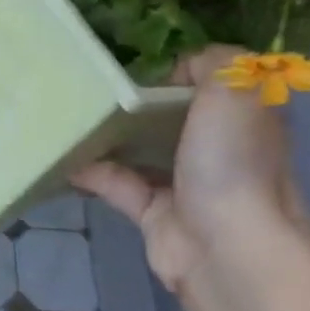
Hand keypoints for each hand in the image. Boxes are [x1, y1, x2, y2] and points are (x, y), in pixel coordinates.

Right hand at [75, 46, 309, 294]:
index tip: (138, 64)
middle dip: (137, 103)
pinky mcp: (156, 214)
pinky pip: (118, 184)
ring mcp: (187, 184)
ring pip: (142, 151)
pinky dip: (92, 172)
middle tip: (94, 85)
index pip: (212, 84)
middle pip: (172, 117)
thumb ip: (209, 61)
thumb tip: (176, 70)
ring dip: (110, 136)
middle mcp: (219, 150)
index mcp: (244, 118)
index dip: (179, 72)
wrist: (227, 249)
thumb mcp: (233, 87)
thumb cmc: (232, 161)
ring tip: (71, 115)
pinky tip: (65, 157)